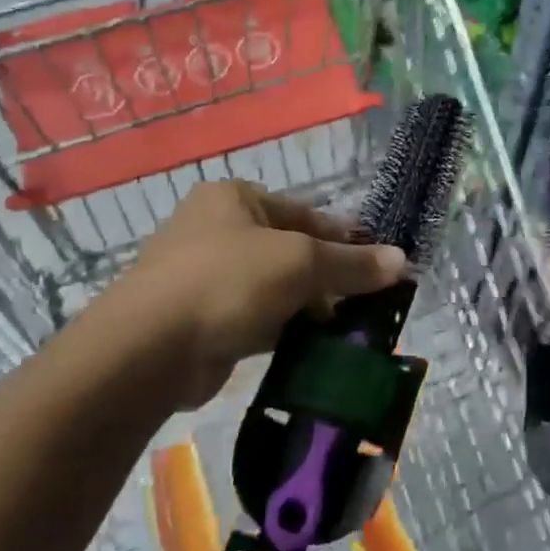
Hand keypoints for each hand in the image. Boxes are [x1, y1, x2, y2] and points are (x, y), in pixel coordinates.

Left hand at [78, 180, 407, 414]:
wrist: (146, 351)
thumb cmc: (227, 282)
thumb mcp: (300, 263)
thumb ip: (352, 263)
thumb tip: (403, 261)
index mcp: (235, 199)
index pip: (306, 213)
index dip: (346, 238)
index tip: (380, 264)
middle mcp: (218, 229)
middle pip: (292, 250)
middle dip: (329, 277)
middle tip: (368, 302)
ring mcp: (206, 276)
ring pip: (276, 287)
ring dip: (309, 306)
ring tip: (348, 329)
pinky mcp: (202, 319)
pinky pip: (257, 318)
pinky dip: (284, 329)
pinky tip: (313, 347)